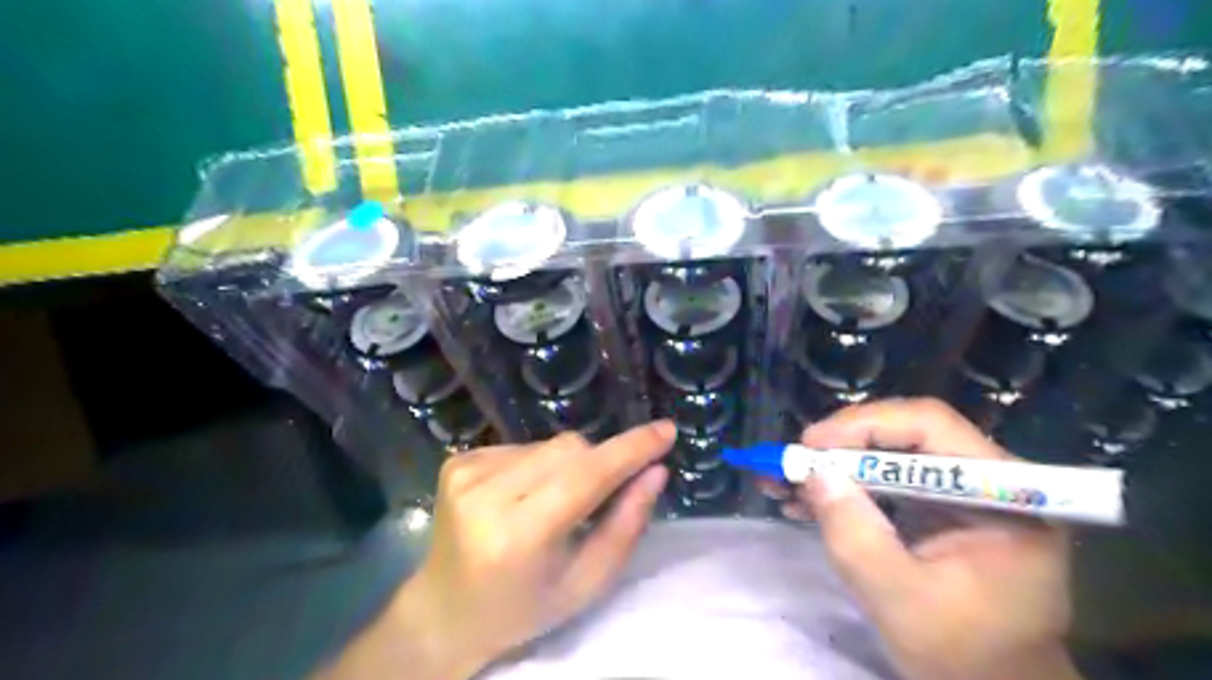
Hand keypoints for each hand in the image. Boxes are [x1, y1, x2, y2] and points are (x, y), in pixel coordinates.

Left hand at [322, 421, 678, 675]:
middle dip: (598, 464)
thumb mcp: (585, 584)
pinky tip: (525, 496)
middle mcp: (485, 495)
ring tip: (554, 504)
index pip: (586, 476)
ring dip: (568, 466)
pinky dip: (539, 465)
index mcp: (518, 536)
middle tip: (597, 500)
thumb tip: (656, 471)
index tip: (666, 430)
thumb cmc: (524, 608)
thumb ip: (626, 525)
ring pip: (549, 444)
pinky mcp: (458, 460)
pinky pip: (524, 445)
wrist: (445, 611)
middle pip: (570, 449)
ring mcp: (466, 472)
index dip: (630, 450)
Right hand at [793, 398, 1072, 678]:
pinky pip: (884, 480)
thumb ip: (856, 535)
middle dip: (840, 446)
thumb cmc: (964, 655)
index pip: (930, 426)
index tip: (811, 445)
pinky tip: (804, 500)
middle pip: (904, 435)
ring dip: (834, 465)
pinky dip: (843, 486)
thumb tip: (813, 473)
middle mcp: (987, 479)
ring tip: (784, 480)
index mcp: (1003, 495)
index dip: (865, 425)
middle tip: (792, 462)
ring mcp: (961, 492)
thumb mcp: (901, 599)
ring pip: (887, 454)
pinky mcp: (937, 507)